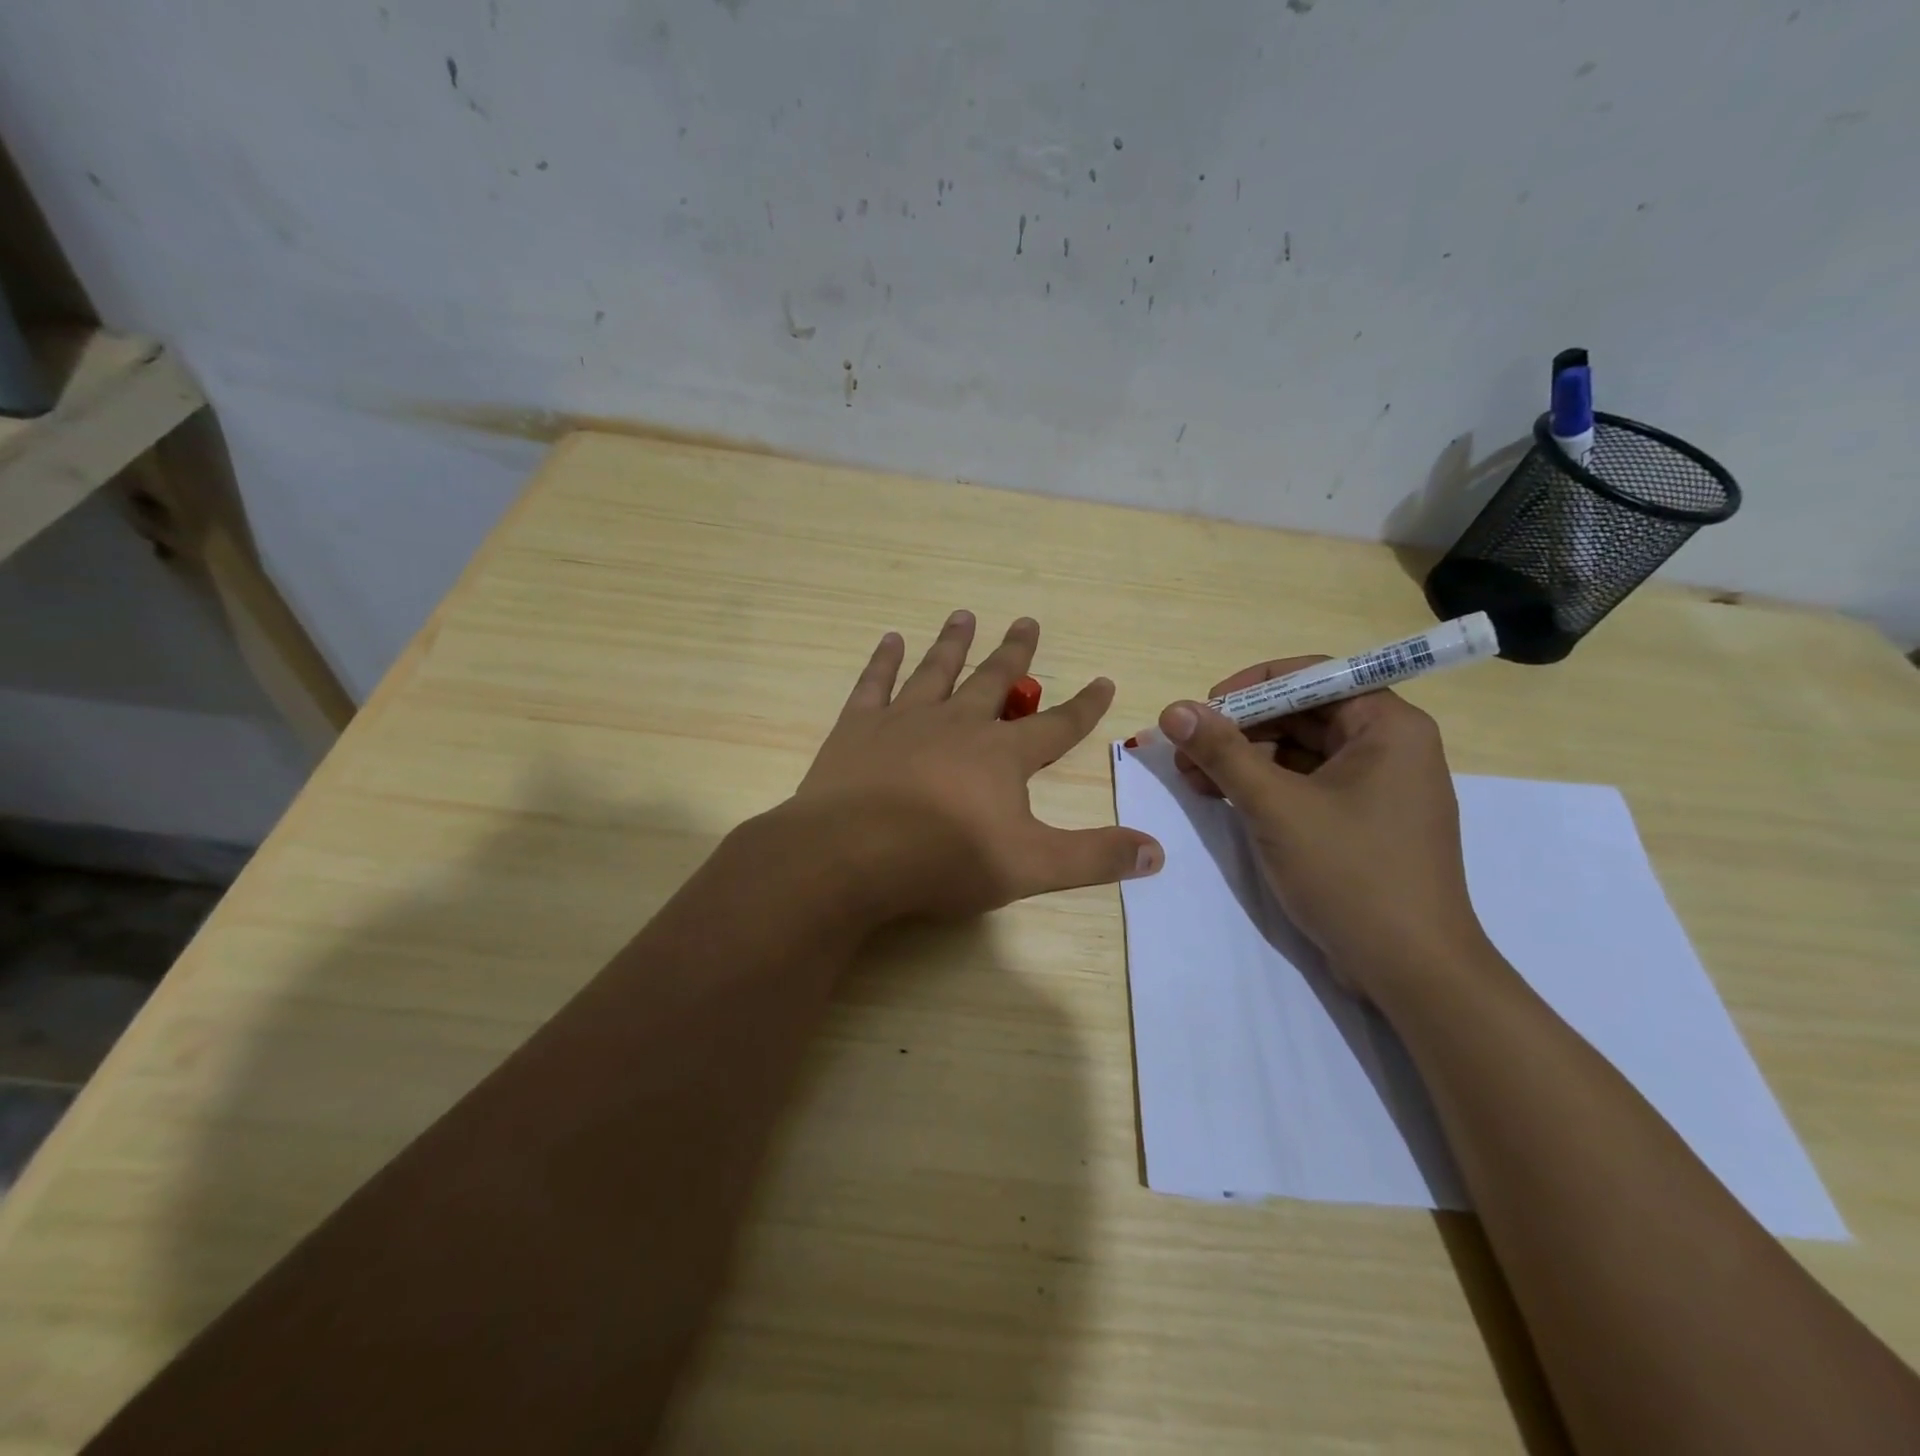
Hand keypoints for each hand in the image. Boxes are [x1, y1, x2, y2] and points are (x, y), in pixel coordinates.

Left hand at [789, 611, 1162, 922]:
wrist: (849, 856)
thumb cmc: (943, 860)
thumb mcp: (1031, 867)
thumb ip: (1095, 858)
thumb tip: (1159, 853)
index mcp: (1001, 755)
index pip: (1057, 725)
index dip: (1085, 705)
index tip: (1104, 680)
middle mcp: (958, 723)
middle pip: (995, 680)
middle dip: (1016, 653)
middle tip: (1027, 620)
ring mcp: (904, 719)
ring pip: (937, 670)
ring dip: (954, 643)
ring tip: (964, 616)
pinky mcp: (857, 727)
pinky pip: (874, 683)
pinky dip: (884, 660)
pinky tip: (890, 639)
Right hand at [1159, 658, 1488, 994]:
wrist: (1411, 970)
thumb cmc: (1350, 874)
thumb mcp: (1275, 806)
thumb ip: (1222, 752)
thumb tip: (1173, 710)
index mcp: (1389, 727)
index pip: (1314, 676)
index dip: (1252, 687)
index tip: (1204, 710)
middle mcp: (1390, 747)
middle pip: (1303, 714)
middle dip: (1240, 729)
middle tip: (1186, 750)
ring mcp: (1378, 788)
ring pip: (1300, 752)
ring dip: (1244, 759)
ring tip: (1192, 777)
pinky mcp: (1363, 822)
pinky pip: (1308, 785)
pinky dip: (1265, 787)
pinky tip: (1222, 798)